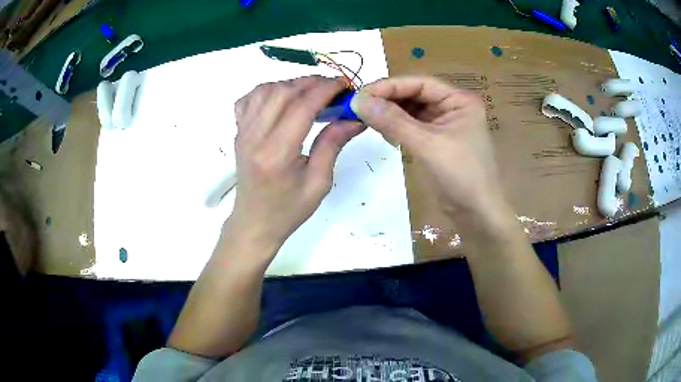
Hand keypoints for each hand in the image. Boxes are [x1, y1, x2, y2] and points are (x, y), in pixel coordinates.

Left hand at [228, 76, 363, 257]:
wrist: (254, 221)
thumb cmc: (288, 209)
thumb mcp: (319, 182)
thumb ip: (333, 144)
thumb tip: (355, 117)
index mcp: (277, 153)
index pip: (301, 106)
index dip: (325, 89)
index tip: (344, 84)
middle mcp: (255, 137)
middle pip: (282, 92)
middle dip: (311, 82)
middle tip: (333, 88)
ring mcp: (242, 132)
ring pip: (265, 90)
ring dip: (291, 84)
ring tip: (311, 92)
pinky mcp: (238, 132)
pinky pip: (249, 99)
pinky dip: (268, 90)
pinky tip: (282, 99)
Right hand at [350, 76, 506, 217]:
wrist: (476, 214)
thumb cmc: (461, 175)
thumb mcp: (427, 145)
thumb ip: (393, 121)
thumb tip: (358, 100)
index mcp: (459, 100)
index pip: (420, 83)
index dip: (390, 86)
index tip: (361, 94)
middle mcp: (452, 107)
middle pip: (414, 95)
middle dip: (388, 100)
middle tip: (358, 107)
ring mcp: (444, 124)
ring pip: (411, 111)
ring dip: (390, 113)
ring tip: (366, 118)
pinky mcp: (436, 141)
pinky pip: (412, 127)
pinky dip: (396, 127)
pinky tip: (382, 132)